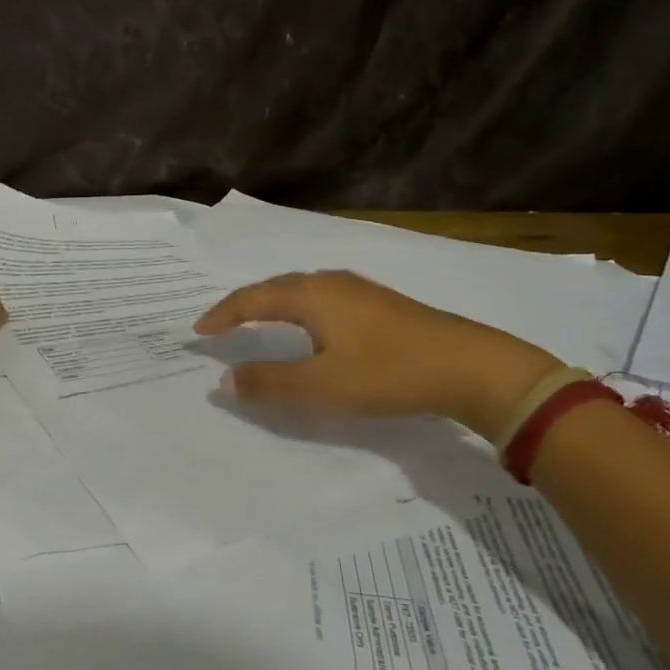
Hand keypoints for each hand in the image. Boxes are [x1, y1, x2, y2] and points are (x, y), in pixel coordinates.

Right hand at [193, 270, 562, 438]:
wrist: (471, 366)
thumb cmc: (389, 372)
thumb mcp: (322, 385)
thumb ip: (270, 383)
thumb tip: (225, 379)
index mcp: (312, 295)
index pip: (253, 298)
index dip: (223, 314)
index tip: (198, 331)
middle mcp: (332, 283)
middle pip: (276, 287)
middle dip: (244, 305)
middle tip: (221, 325)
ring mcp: (360, 291)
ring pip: (302, 291)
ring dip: (273, 305)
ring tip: (257, 324)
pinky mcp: (381, 305)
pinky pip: (322, 300)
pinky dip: (299, 311)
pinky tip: (310, 329)